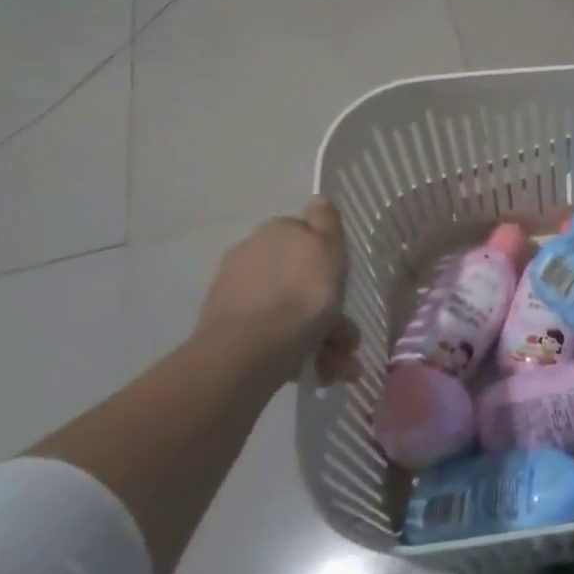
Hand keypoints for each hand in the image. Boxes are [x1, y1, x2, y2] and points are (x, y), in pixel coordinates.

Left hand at [196, 197, 361, 388]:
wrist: (250, 351)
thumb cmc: (302, 294)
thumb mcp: (328, 248)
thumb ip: (326, 221)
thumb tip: (318, 199)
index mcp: (276, 233)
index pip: (307, 238)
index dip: (329, 263)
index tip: (344, 287)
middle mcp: (250, 256)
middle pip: (300, 281)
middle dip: (327, 312)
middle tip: (347, 343)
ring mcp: (236, 295)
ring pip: (289, 313)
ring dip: (320, 340)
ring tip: (337, 371)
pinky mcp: (226, 331)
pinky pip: (271, 337)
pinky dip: (294, 353)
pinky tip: (313, 374)